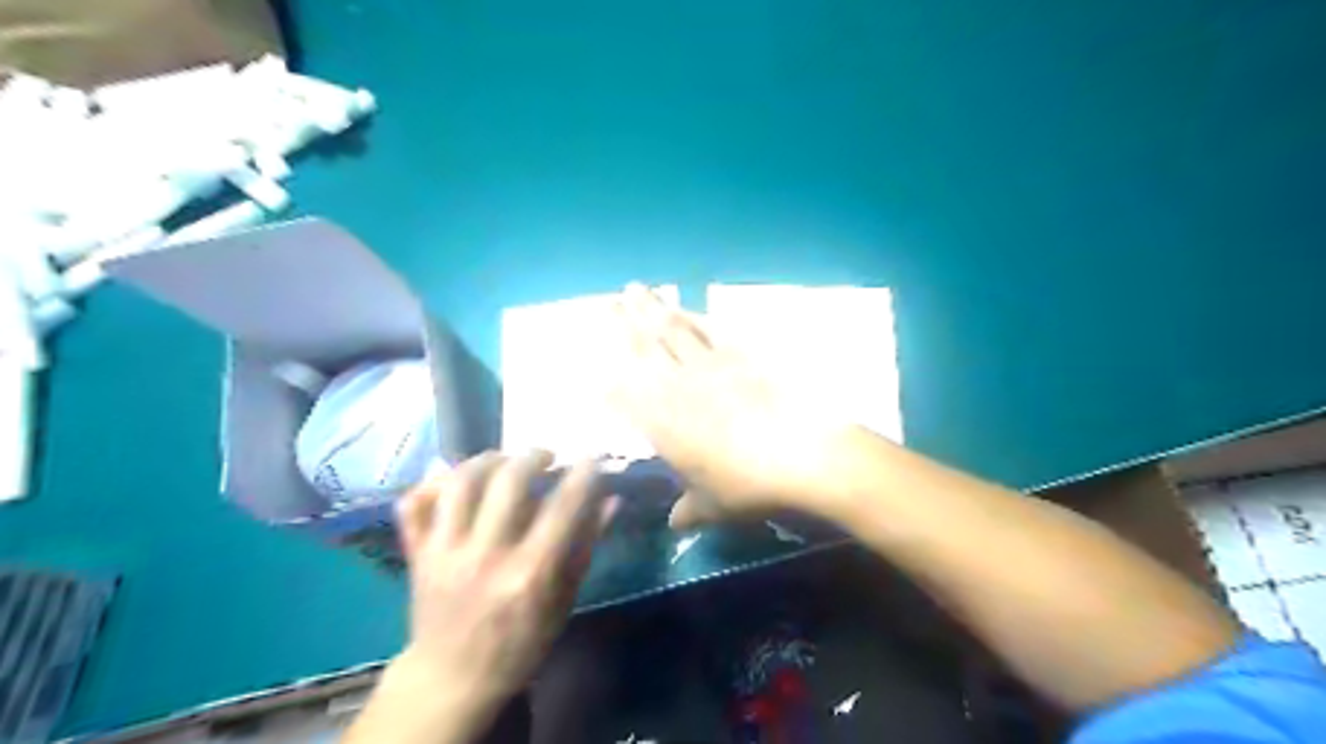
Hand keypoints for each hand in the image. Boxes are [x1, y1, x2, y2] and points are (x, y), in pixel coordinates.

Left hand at [389, 450, 614, 712]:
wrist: (452, 679)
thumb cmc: (519, 643)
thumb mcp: (563, 602)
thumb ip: (585, 547)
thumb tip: (611, 500)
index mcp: (529, 574)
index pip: (562, 507)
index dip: (582, 474)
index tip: (591, 457)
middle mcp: (485, 556)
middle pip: (508, 482)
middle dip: (533, 457)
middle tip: (546, 457)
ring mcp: (444, 552)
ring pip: (461, 483)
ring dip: (487, 460)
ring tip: (505, 459)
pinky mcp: (417, 553)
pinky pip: (414, 503)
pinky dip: (433, 481)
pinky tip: (457, 478)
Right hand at [609, 283, 847, 532]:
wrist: (802, 454)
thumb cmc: (749, 486)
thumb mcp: (714, 507)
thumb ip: (689, 511)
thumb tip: (675, 524)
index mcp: (663, 424)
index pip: (625, 397)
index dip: (607, 383)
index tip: (594, 372)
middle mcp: (678, 387)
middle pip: (644, 349)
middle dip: (622, 324)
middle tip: (608, 301)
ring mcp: (710, 366)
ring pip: (673, 330)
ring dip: (653, 309)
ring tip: (637, 289)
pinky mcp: (741, 354)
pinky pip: (710, 329)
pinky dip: (694, 315)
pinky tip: (686, 306)